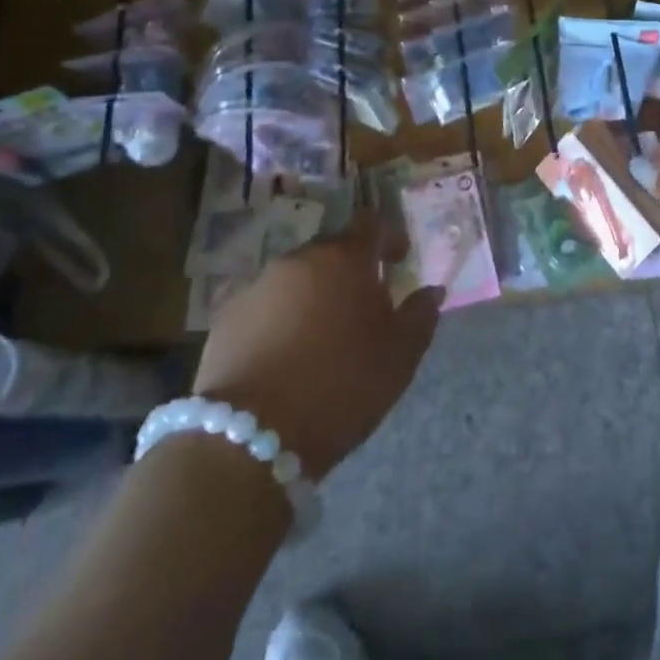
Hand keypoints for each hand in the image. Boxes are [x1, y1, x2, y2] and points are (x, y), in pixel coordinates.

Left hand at [192, 215, 441, 480]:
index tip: (398, 260)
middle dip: (349, 269)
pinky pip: (265, 304)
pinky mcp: (227, 316)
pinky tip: (285, 354)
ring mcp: (258, 285)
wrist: (251, 435)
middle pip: (331, 250)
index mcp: (345, 259)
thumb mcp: (399, 357)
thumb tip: (431, 291)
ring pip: (296, 277)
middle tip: (362, 305)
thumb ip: (420, 316)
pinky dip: (280, 317)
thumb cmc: (341, 386)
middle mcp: (300, 259)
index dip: (388, 237)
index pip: (370, 224)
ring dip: (313, 293)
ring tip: (322, 334)